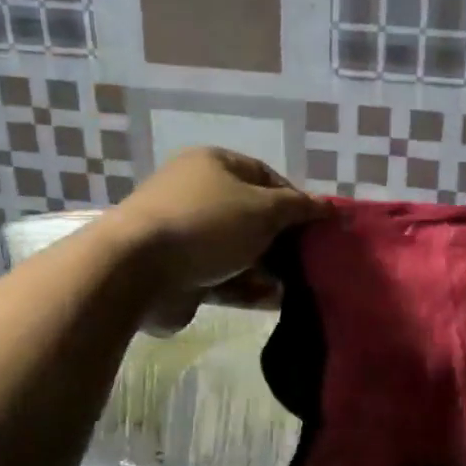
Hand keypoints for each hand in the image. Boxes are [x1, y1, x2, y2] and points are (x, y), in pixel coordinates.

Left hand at [104, 148, 323, 331]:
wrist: (137, 270)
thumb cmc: (206, 224)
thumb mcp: (263, 209)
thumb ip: (298, 208)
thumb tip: (328, 206)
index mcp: (213, 165)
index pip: (265, 176)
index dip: (295, 199)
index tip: (318, 225)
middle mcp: (198, 195)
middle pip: (252, 215)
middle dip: (283, 238)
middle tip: (312, 258)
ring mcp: (187, 235)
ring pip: (240, 250)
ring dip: (269, 267)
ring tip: (299, 285)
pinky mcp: (181, 272)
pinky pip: (224, 277)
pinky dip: (248, 288)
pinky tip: (276, 300)